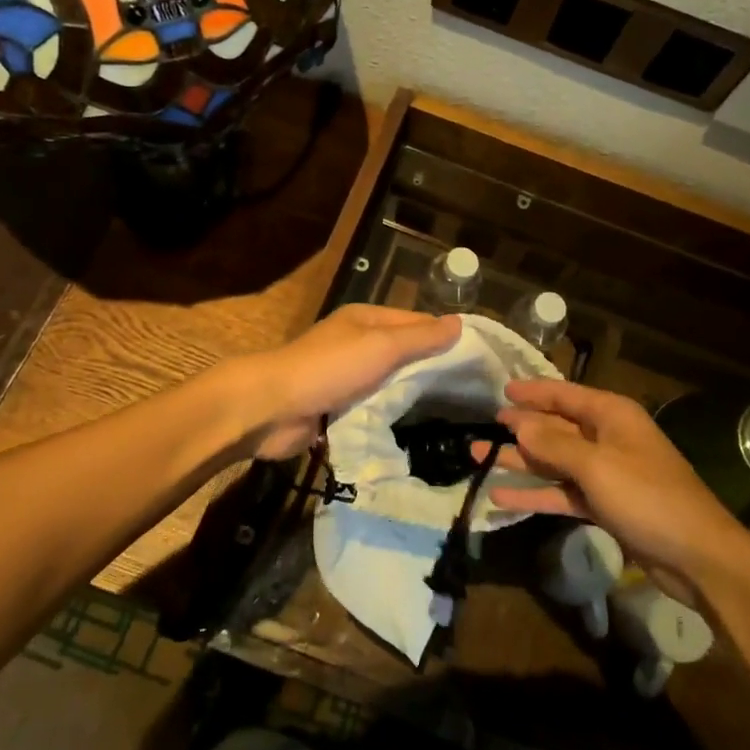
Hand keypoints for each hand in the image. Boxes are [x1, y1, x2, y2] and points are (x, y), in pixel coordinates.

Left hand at [234, 305, 459, 459]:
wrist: (270, 408)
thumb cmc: (329, 368)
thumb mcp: (382, 346)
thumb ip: (421, 338)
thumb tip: (460, 323)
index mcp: (366, 320)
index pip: (417, 323)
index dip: (446, 337)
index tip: (479, 360)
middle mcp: (357, 343)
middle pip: (404, 353)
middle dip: (432, 369)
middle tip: (474, 393)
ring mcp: (346, 376)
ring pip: (389, 383)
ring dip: (412, 396)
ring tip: (453, 414)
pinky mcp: (336, 407)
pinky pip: (372, 408)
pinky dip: (390, 415)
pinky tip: (416, 429)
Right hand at [486, 379, 749, 598]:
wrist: (698, 556)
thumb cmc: (648, 497)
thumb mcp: (597, 466)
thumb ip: (554, 444)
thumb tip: (519, 423)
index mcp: (611, 415)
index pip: (564, 395)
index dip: (532, 392)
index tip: (501, 391)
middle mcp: (608, 438)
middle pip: (556, 427)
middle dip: (520, 429)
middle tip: (483, 429)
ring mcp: (606, 473)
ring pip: (555, 461)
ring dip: (521, 461)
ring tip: (480, 458)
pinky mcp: (605, 505)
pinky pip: (562, 492)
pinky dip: (536, 494)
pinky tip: (502, 497)